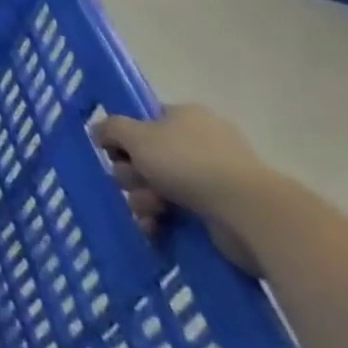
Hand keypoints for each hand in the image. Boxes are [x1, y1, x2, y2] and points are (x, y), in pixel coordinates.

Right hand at [93, 105, 274, 273]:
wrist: (247, 211)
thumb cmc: (187, 163)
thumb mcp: (136, 136)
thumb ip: (111, 128)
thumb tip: (99, 131)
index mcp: (185, 117)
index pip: (144, 121)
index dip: (124, 137)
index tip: (113, 152)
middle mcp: (200, 143)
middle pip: (146, 157)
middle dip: (132, 174)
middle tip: (134, 182)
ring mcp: (213, 178)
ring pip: (158, 187)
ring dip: (143, 199)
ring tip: (150, 211)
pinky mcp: (220, 211)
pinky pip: (178, 213)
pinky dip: (162, 221)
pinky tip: (155, 230)